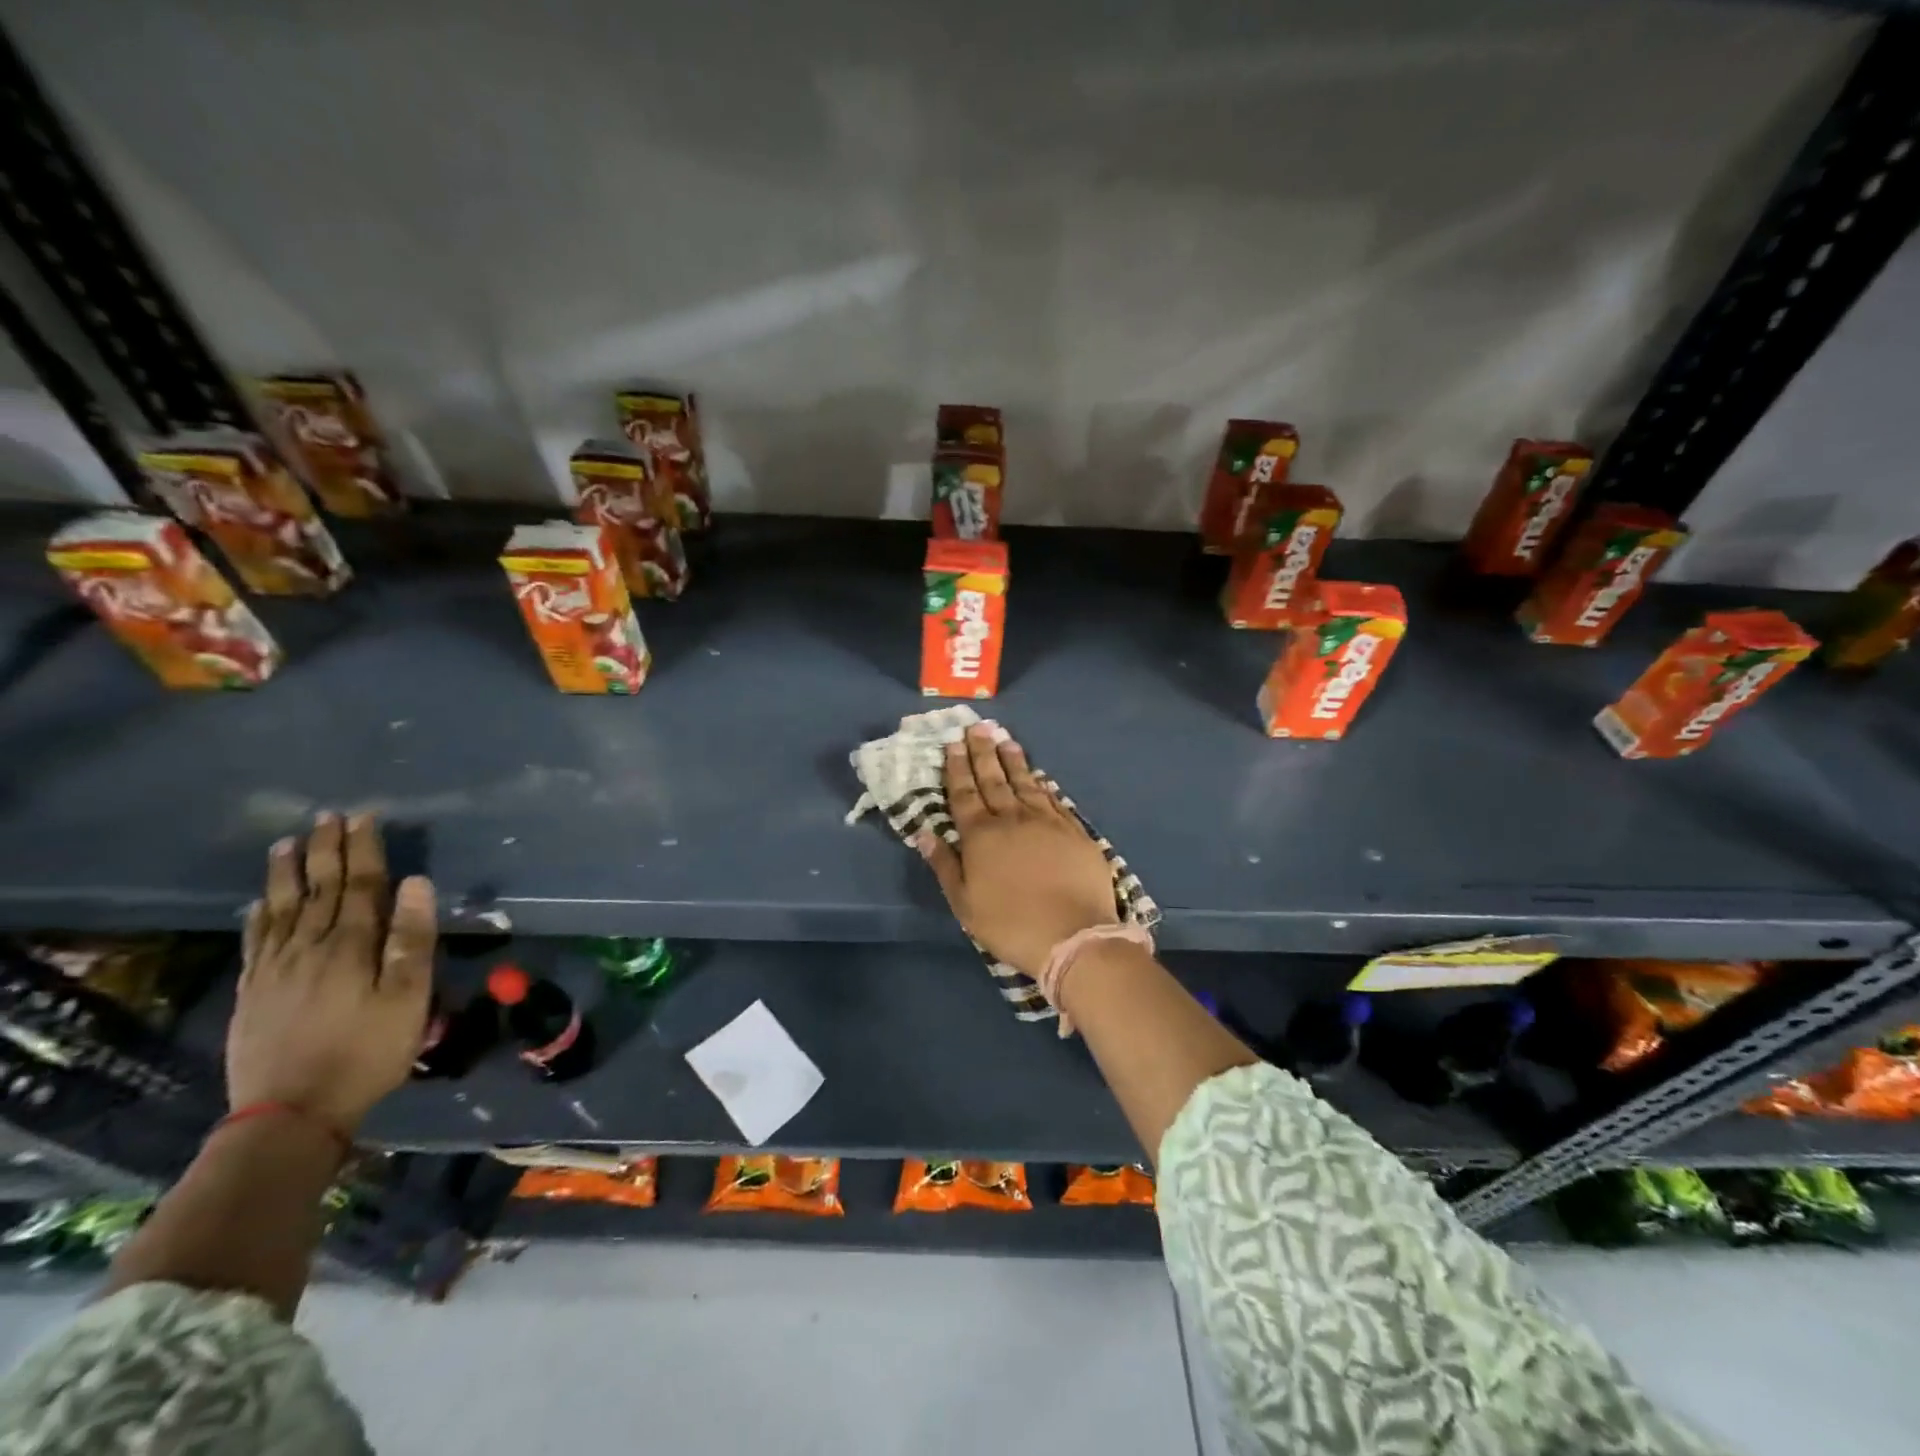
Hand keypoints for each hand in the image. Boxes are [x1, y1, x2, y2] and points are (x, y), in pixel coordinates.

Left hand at [228, 813, 435, 1135]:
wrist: (290, 1112)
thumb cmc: (367, 1051)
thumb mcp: (408, 997)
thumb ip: (412, 939)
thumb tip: (417, 883)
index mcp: (352, 945)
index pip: (360, 884)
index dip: (363, 849)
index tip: (364, 817)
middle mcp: (310, 946)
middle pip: (319, 889)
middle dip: (325, 850)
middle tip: (326, 817)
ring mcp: (276, 969)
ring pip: (282, 908)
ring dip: (287, 873)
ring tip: (286, 844)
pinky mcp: (254, 992)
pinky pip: (255, 941)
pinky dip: (259, 915)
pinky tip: (259, 903)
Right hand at [916, 721, 1116, 975]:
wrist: (1075, 935)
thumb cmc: (1011, 924)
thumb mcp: (965, 903)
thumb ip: (945, 865)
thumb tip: (924, 832)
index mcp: (981, 836)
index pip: (964, 793)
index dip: (957, 768)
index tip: (952, 743)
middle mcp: (1012, 819)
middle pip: (993, 779)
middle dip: (982, 752)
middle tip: (977, 727)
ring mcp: (1046, 821)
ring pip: (1025, 782)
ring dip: (1013, 760)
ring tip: (1005, 739)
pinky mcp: (1074, 830)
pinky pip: (1053, 798)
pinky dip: (1043, 784)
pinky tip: (1039, 775)